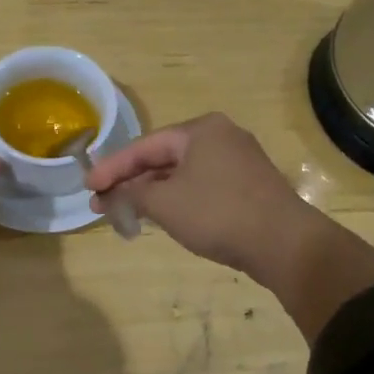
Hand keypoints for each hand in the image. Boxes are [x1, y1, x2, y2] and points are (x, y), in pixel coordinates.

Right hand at [85, 113, 373, 340]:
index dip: (112, 168)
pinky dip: (178, 200)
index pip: (144, 146)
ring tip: (126, 213)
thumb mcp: (165, 204)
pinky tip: (162, 217)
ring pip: (183, 174)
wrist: (285, 243)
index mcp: (200, 130)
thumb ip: (131, 195)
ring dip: (153, 193)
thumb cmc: (218, 213)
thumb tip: (110, 197)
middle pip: (164, 158)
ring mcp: (239, 161)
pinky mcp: (249, 186)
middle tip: (102, 204)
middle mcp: (221, 136)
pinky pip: (202, 187)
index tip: (88, 187)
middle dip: (131, 182)